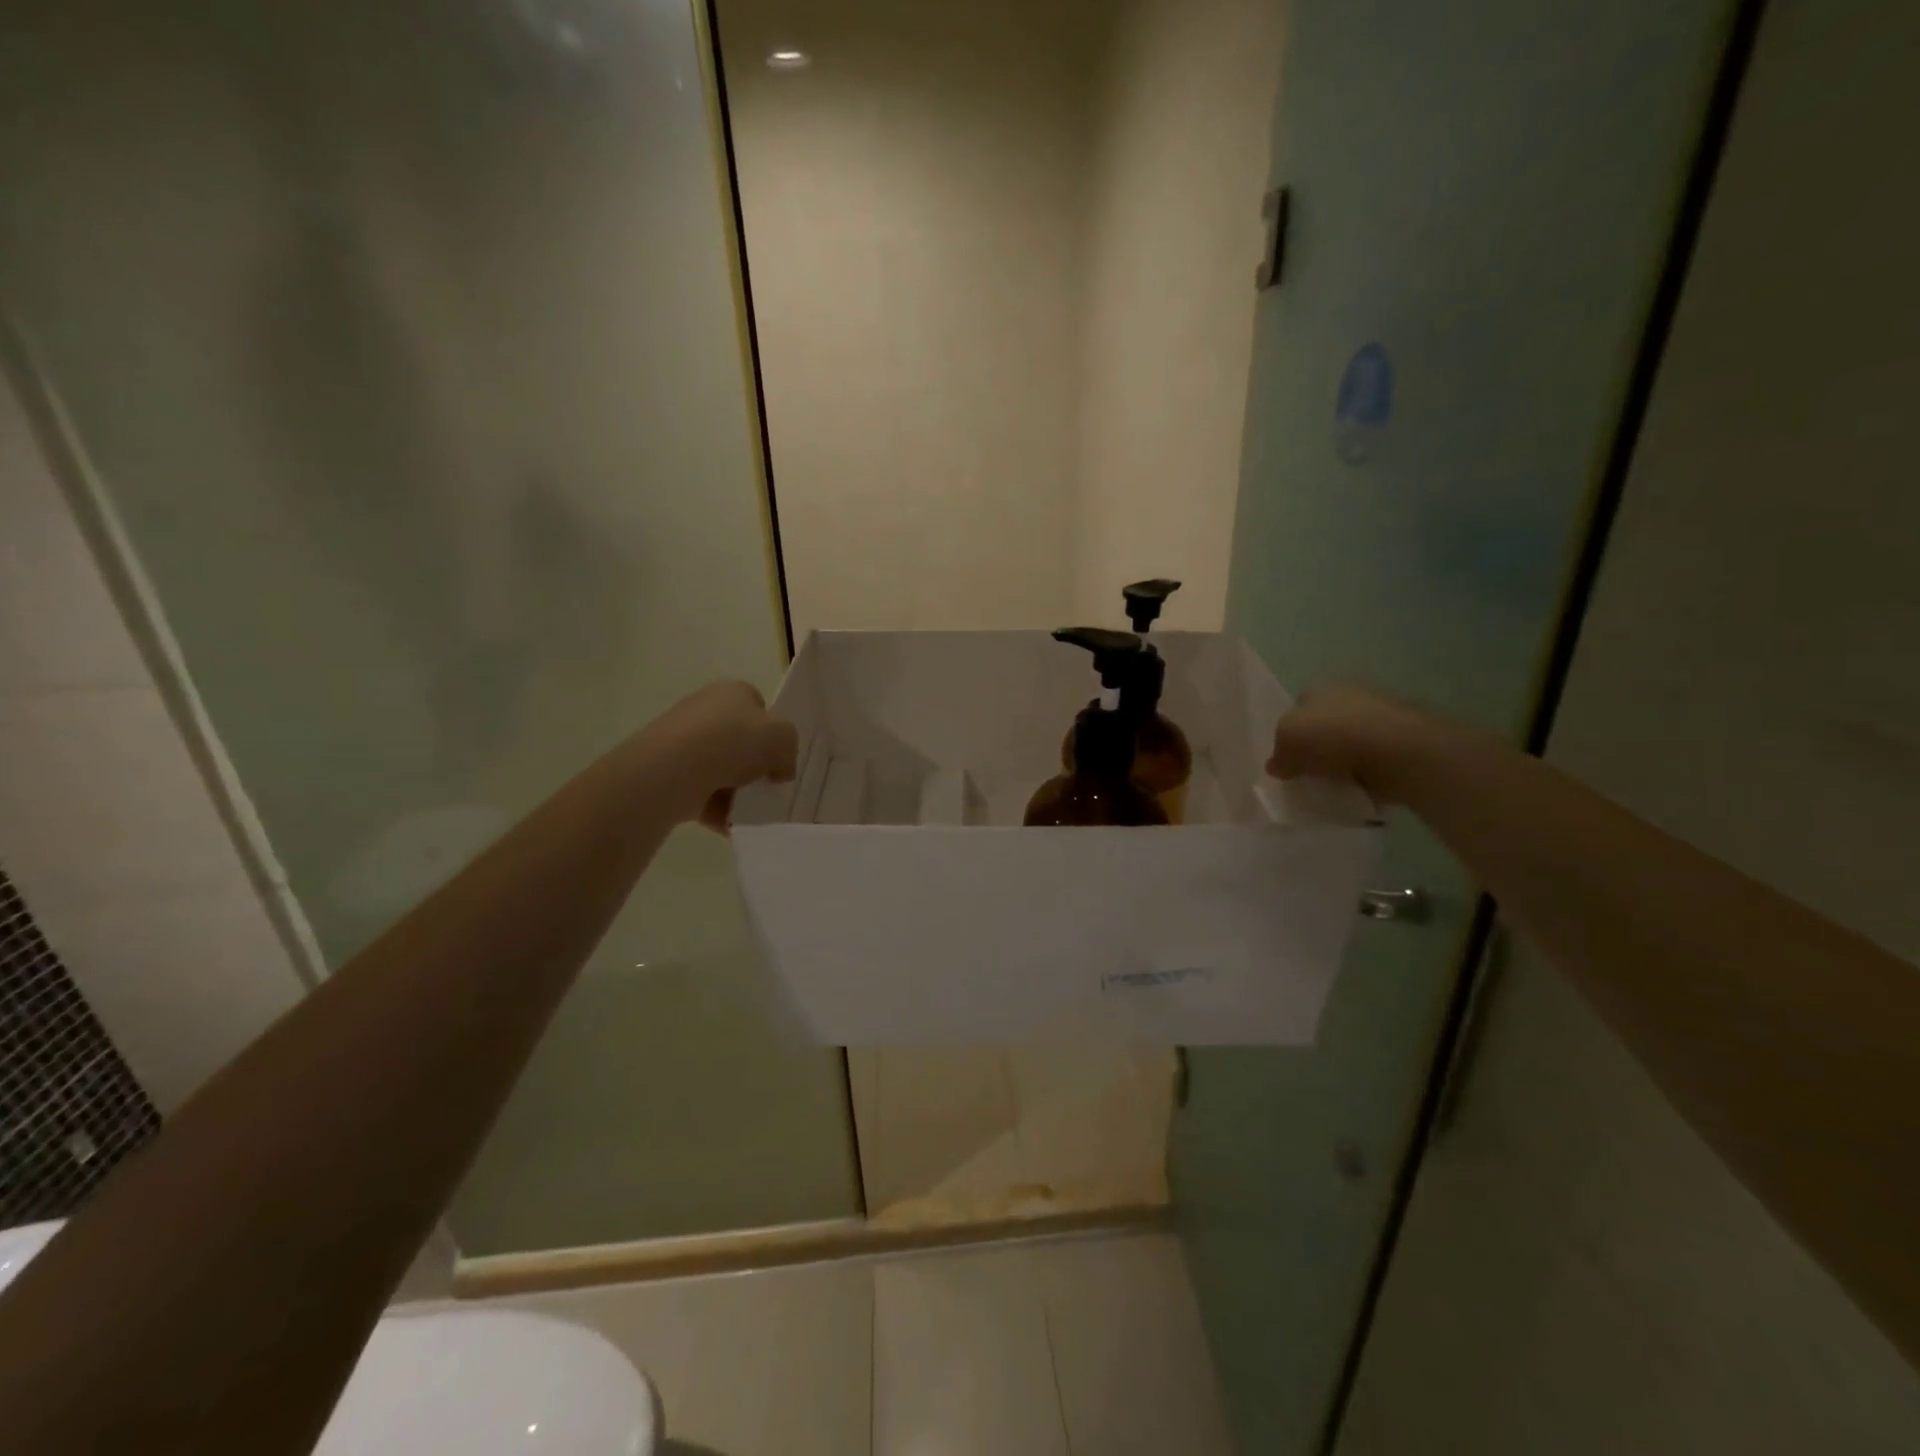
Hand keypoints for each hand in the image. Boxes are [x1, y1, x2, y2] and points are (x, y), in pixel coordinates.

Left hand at [639, 681, 798, 831]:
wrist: (674, 769)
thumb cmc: (734, 743)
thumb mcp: (784, 738)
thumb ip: (789, 750)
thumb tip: (779, 770)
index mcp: (734, 692)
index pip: (759, 707)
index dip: (772, 733)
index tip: (779, 758)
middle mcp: (706, 709)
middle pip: (739, 740)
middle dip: (752, 765)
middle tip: (765, 786)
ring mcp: (683, 740)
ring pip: (720, 768)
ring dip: (735, 791)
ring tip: (747, 810)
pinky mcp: (667, 770)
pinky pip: (701, 792)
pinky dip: (716, 808)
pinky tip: (729, 823)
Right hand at [1267, 684, 1430, 803]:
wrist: (1396, 750)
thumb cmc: (1333, 734)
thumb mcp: (1287, 738)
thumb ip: (1279, 753)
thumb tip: (1277, 766)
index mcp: (1321, 688)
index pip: (1298, 708)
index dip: (1289, 733)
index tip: (1286, 758)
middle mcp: (1350, 696)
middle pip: (1324, 725)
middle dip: (1316, 747)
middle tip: (1306, 774)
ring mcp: (1379, 719)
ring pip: (1348, 743)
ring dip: (1341, 762)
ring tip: (1331, 785)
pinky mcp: (1400, 744)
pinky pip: (1371, 762)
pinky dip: (1363, 775)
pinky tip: (1356, 789)